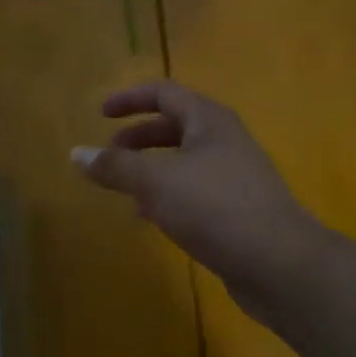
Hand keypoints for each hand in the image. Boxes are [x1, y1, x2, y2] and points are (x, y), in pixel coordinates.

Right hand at [75, 80, 323, 316]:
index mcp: (208, 121)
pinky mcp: (237, 209)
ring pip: (183, 161)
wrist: (280, 263)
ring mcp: (234, 176)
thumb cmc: (215, 208)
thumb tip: (76, 154)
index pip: (164, 93)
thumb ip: (115, 167)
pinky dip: (167, 195)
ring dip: (150, 169)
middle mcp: (224, 141)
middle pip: (174, 126)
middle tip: (109, 156)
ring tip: (123, 189)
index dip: (130, 98)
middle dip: (138, 137)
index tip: (100, 114)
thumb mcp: (156, 182)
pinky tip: (151, 218)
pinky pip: (194, 190)